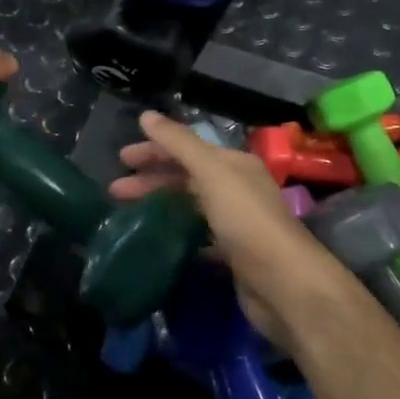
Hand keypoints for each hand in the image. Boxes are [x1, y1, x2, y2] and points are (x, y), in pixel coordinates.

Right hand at [109, 112, 357, 353]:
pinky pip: (196, 237)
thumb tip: (147, 115)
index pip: (187, 148)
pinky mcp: (232, 255)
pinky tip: (154, 241)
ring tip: (127, 216)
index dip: (154, 150)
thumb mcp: (211, 173)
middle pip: (186, 177)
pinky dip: (175, 234)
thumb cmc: (246, 221)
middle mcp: (237, 189)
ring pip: (189, 207)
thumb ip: (179, 144)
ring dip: (160, 206)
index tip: (121, 160)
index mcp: (234, 165)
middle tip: (115, 191)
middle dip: (151, 180)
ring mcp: (236, 223)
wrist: (283, 284)